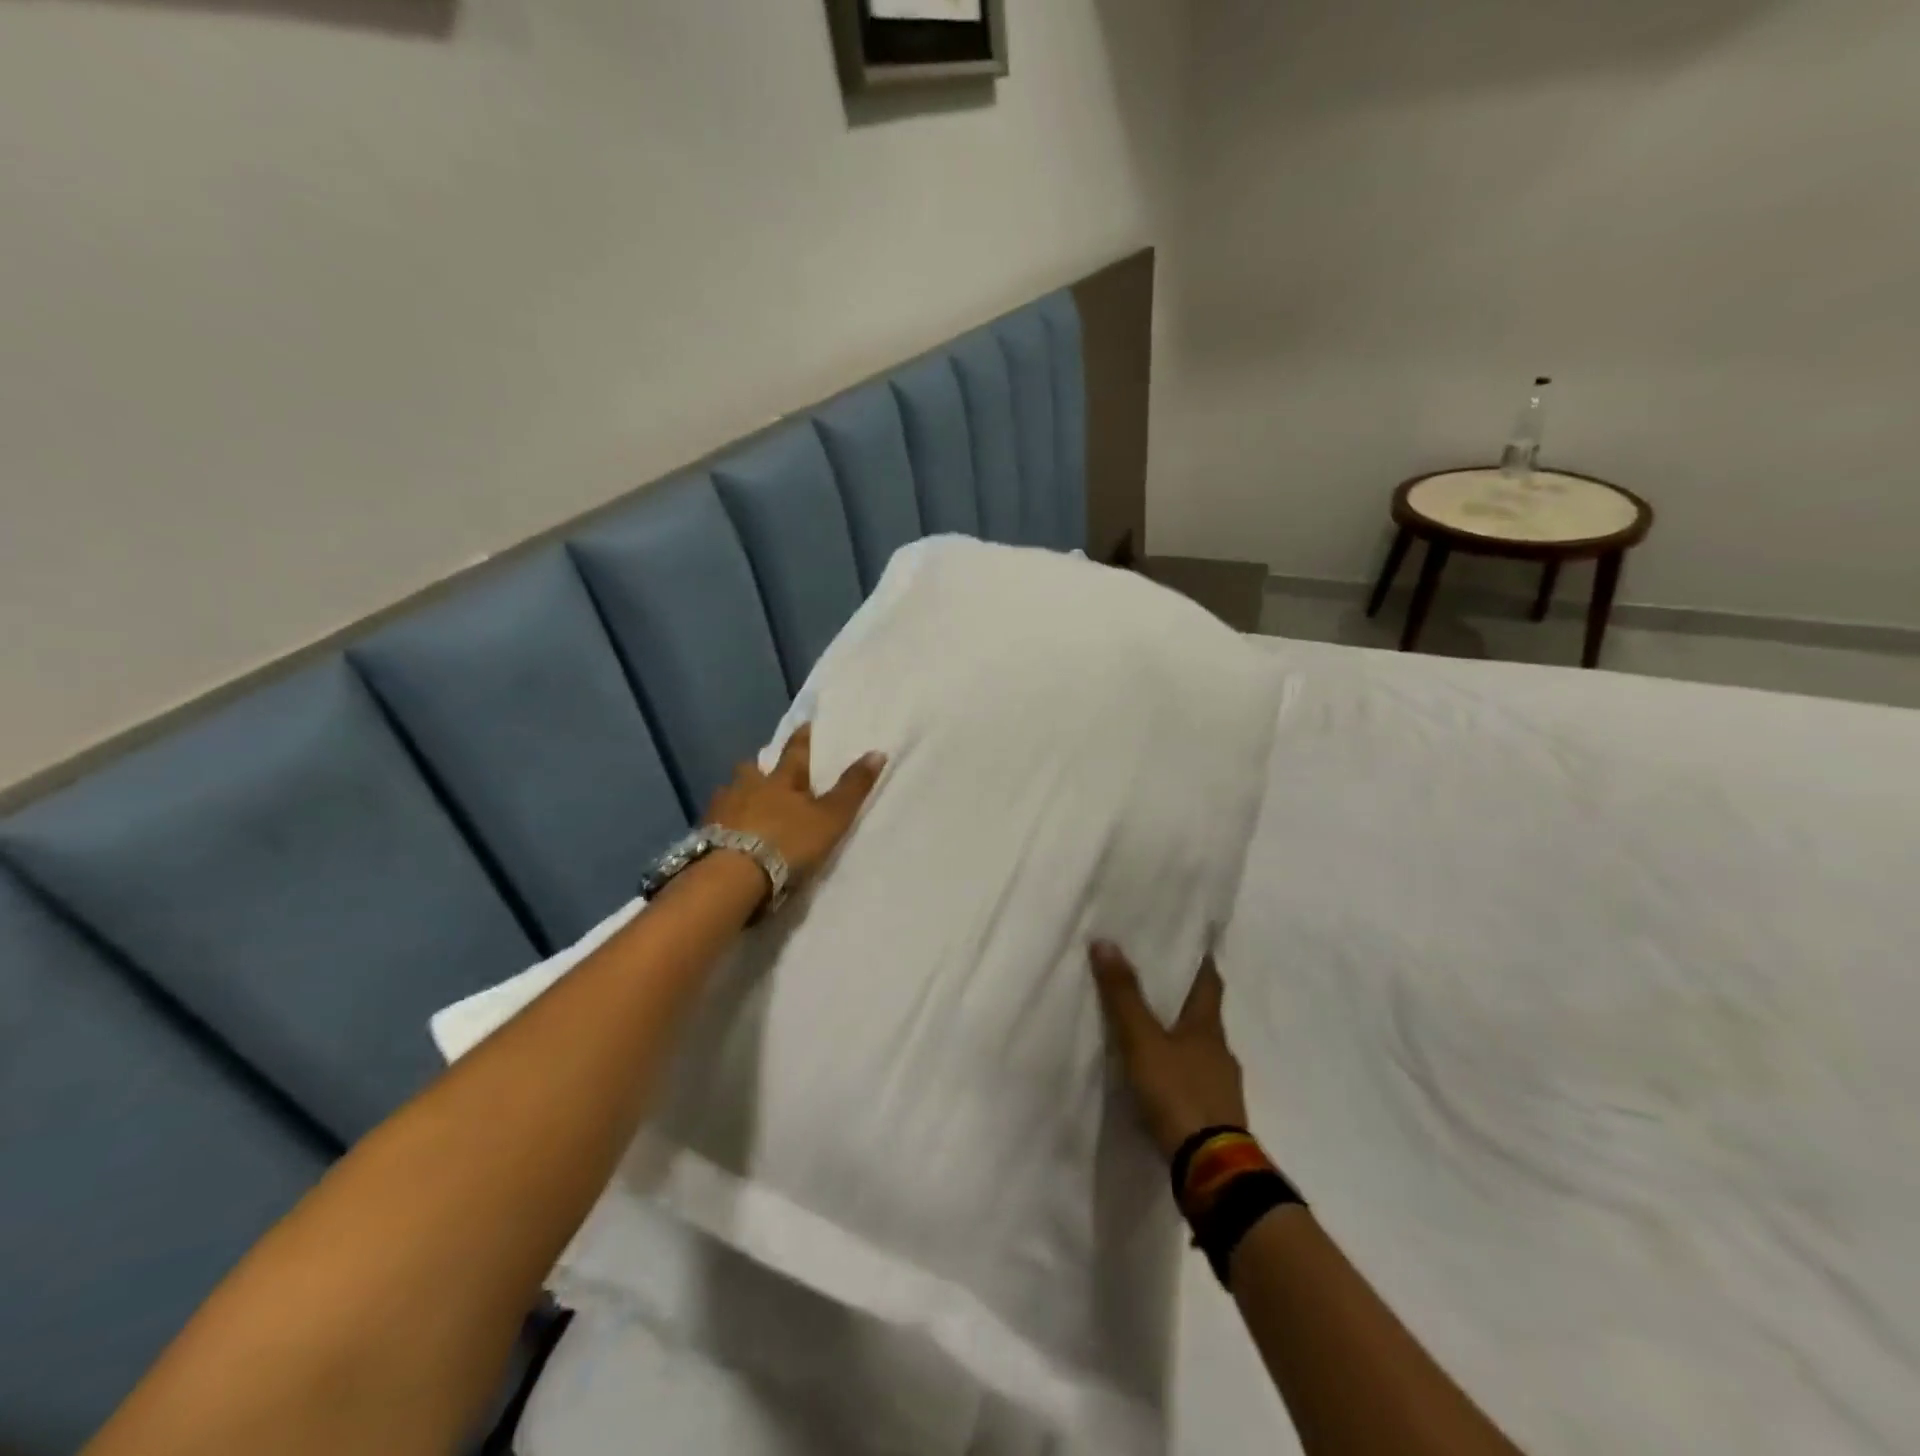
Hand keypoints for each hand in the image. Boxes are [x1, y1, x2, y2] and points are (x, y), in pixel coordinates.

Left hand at [706, 725, 886, 882]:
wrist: (734, 875)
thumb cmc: (788, 842)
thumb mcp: (830, 818)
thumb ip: (852, 788)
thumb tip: (878, 752)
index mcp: (781, 780)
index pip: (795, 752)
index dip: (802, 739)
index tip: (805, 724)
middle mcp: (748, 787)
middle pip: (752, 769)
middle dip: (758, 768)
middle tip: (764, 772)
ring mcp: (722, 809)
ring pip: (730, 792)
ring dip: (737, 794)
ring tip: (743, 805)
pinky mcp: (704, 834)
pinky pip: (715, 820)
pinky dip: (723, 822)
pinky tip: (726, 832)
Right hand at [1090, 941, 1248, 1158]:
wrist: (1212, 1170)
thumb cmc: (1178, 1094)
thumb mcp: (1142, 1042)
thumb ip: (1124, 997)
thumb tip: (1106, 942)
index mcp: (1208, 1027)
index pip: (1209, 982)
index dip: (1200, 962)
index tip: (1190, 945)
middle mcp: (1221, 1052)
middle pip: (1204, 1016)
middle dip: (1184, 1001)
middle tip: (1157, 985)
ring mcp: (1223, 1087)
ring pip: (1201, 1051)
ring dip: (1182, 1041)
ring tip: (1152, 1035)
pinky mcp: (1217, 1117)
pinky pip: (1197, 1083)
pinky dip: (1181, 1075)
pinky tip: (1162, 1082)